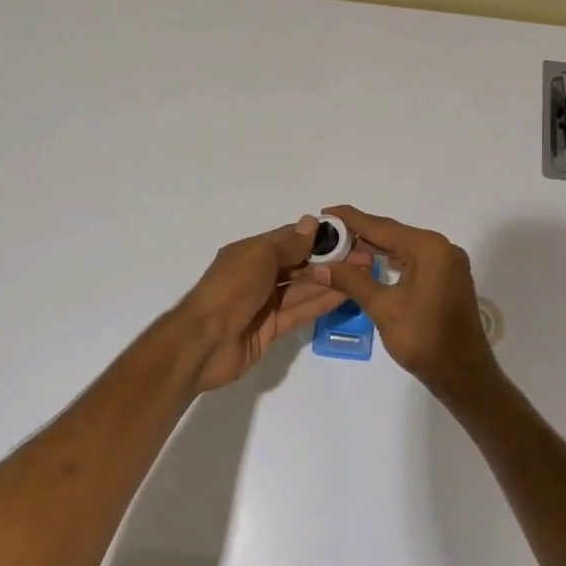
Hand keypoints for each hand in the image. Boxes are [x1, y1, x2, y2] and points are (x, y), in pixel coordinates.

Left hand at [170, 216, 347, 390]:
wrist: (203, 343)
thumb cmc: (230, 290)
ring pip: (303, 288)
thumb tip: (312, 223)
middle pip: (299, 264)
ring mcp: (265, 303)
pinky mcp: (271, 329)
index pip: (290, 239)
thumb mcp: (258, 257)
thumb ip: (288, 244)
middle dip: (329, 260)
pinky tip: (345, 294)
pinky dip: (321, 302)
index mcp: (251, 253)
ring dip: (330, 280)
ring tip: (361, 274)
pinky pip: (300, 311)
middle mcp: (259, 275)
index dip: (317, 237)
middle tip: (362, 257)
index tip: (347, 235)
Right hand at [310, 206, 503, 407]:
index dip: (350, 219)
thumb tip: (319, 267)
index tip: (325, 212)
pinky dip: (392, 261)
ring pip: (403, 248)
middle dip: (360, 234)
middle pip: (393, 234)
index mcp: (429, 247)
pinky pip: (415, 260)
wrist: (464, 375)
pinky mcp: (449, 278)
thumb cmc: (424, 339)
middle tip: (328, 233)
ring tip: (343, 248)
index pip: (381, 226)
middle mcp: (442, 247)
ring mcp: (448, 263)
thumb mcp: (383, 307)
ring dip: (375, 248)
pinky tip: (372, 265)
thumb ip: (351, 281)